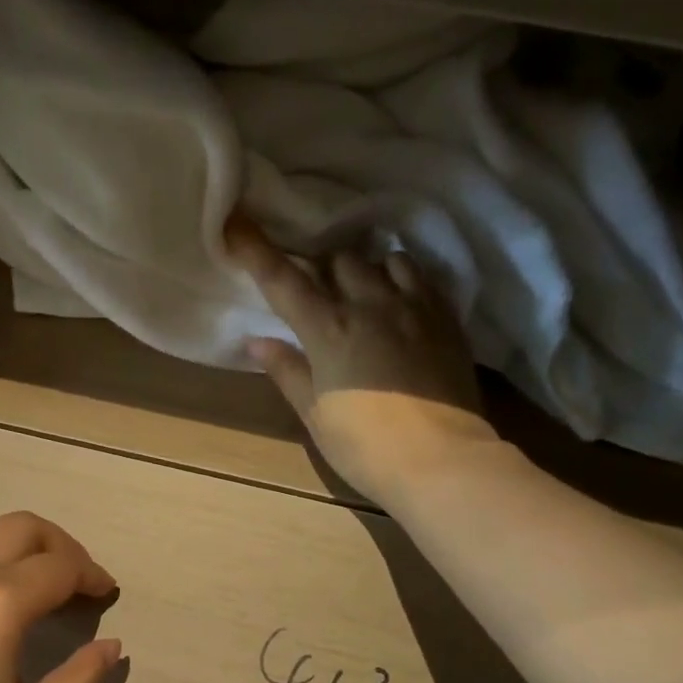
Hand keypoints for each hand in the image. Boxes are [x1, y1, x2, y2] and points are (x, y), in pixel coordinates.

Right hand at [228, 215, 499, 503]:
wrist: (442, 461)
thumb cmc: (366, 446)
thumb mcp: (316, 415)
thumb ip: (288, 372)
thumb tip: (258, 342)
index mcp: (329, 330)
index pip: (284, 280)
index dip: (257, 250)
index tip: (236, 221)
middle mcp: (370, 305)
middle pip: (340, 259)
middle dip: (323, 267)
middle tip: (318, 289)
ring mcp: (414, 307)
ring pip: (385, 260)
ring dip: (367, 270)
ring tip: (364, 292)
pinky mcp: (446, 319)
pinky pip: (422, 278)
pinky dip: (403, 280)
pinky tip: (400, 302)